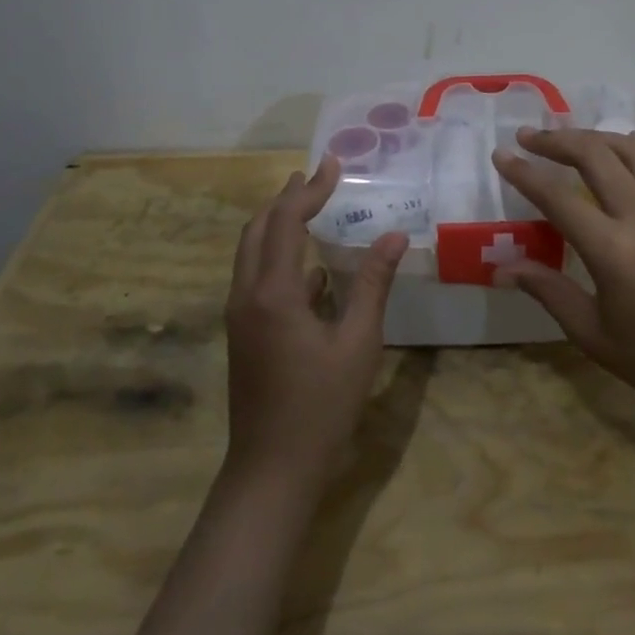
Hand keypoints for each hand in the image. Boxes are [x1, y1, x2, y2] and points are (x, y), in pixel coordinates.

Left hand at [223, 156, 407, 490]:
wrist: (271, 469)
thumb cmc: (321, 406)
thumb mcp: (358, 343)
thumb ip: (372, 284)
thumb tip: (395, 236)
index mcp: (272, 292)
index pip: (286, 221)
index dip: (310, 189)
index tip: (333, 164)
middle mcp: (246, 294)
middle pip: (257, 228)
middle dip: (285, 199)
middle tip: (315, 177)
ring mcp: (239, 315)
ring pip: (251, 252)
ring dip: (277, 224)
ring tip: (309, 207)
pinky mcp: (243, 332)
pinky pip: (256, 278)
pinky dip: (278, 257)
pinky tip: (311, 269)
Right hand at [491, 128, 634, 423]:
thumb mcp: (590, 331)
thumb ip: (547, 289)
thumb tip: (501, 268)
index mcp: (614, 251)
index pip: (558, 198)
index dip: (525, 174)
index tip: (500, 155)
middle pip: (596, 156)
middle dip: (556, 140)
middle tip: (526, 136)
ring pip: (632, 149)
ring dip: (595, 136)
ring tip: (567, 137)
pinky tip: (622, 142)